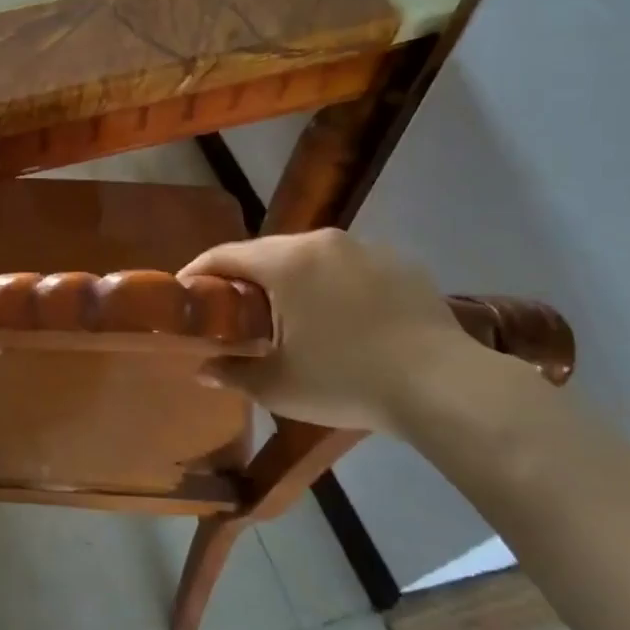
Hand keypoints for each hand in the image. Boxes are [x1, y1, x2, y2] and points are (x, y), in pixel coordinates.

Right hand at [179, 229, 487, 432]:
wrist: (445, 387)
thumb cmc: (346, 380)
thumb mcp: (277, 386)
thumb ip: (232, 373)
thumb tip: (202, 371)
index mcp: (285, 261)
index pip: (224, 255)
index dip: (197, 273)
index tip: (184, 295)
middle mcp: (323, 242)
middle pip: (266, 253)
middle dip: (244, 279)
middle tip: (233, 312)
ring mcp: (367, 249)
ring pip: (310, 259)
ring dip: (290, 281)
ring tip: (287, 316)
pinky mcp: (401, 265)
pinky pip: (349, 269)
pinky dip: (331, 286)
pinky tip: (339, 320)